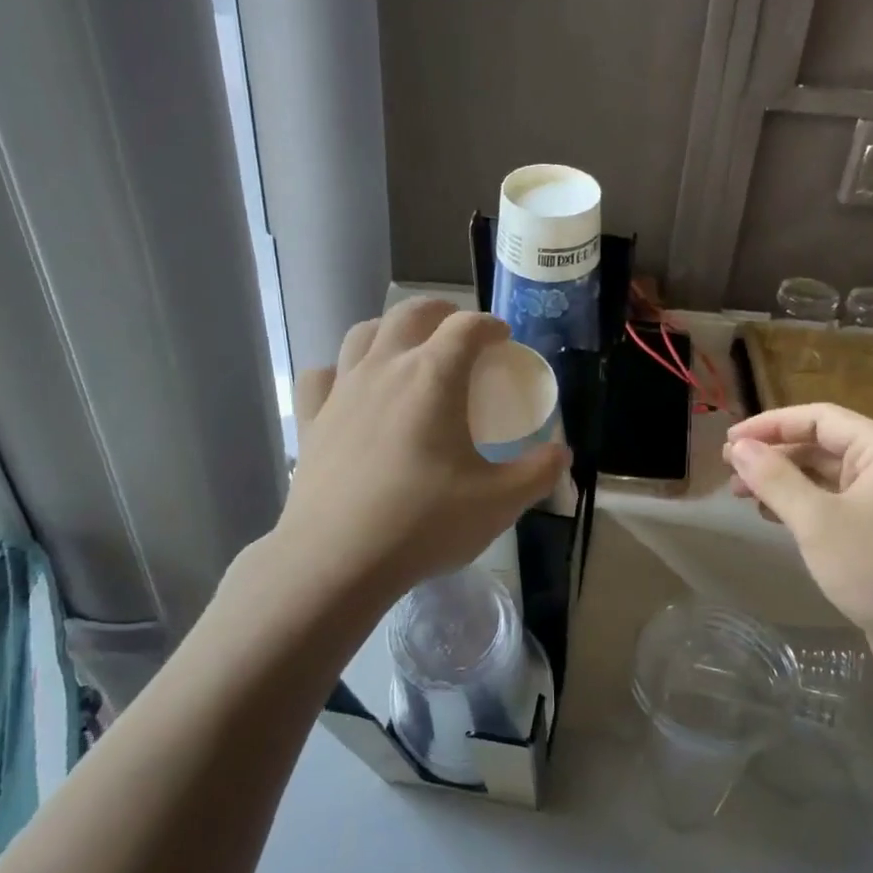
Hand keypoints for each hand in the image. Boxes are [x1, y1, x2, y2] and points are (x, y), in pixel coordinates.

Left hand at [273, 300, 569, 597]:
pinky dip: (339, 371)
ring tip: (407, 348)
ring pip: (362, 334)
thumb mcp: (500, 502)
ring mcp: (342, 392)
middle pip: (410, 313)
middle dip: (440, 312)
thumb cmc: (425, 524)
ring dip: (391, 330)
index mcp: (433, 377)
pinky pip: (322, 377)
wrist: (338, 560)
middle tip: (459, 331)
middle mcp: (385, 369)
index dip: (489, 325)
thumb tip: (560, 453)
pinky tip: (350, 388)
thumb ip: (538, 472)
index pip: (466, 328)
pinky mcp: (311, 421)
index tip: (503, 339)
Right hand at [722, 404, 872, 695]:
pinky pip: (830, 501)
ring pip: (822, 475)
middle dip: (772, 454)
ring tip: (740, 493)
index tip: (729, 441)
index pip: (818, 418)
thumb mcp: (816, 521)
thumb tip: (739, 448)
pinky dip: (798, 503)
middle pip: (819, 444)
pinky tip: (770, 514)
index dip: (770, 425)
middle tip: (728, 469)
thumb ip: (775, 478)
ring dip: (781, 479)